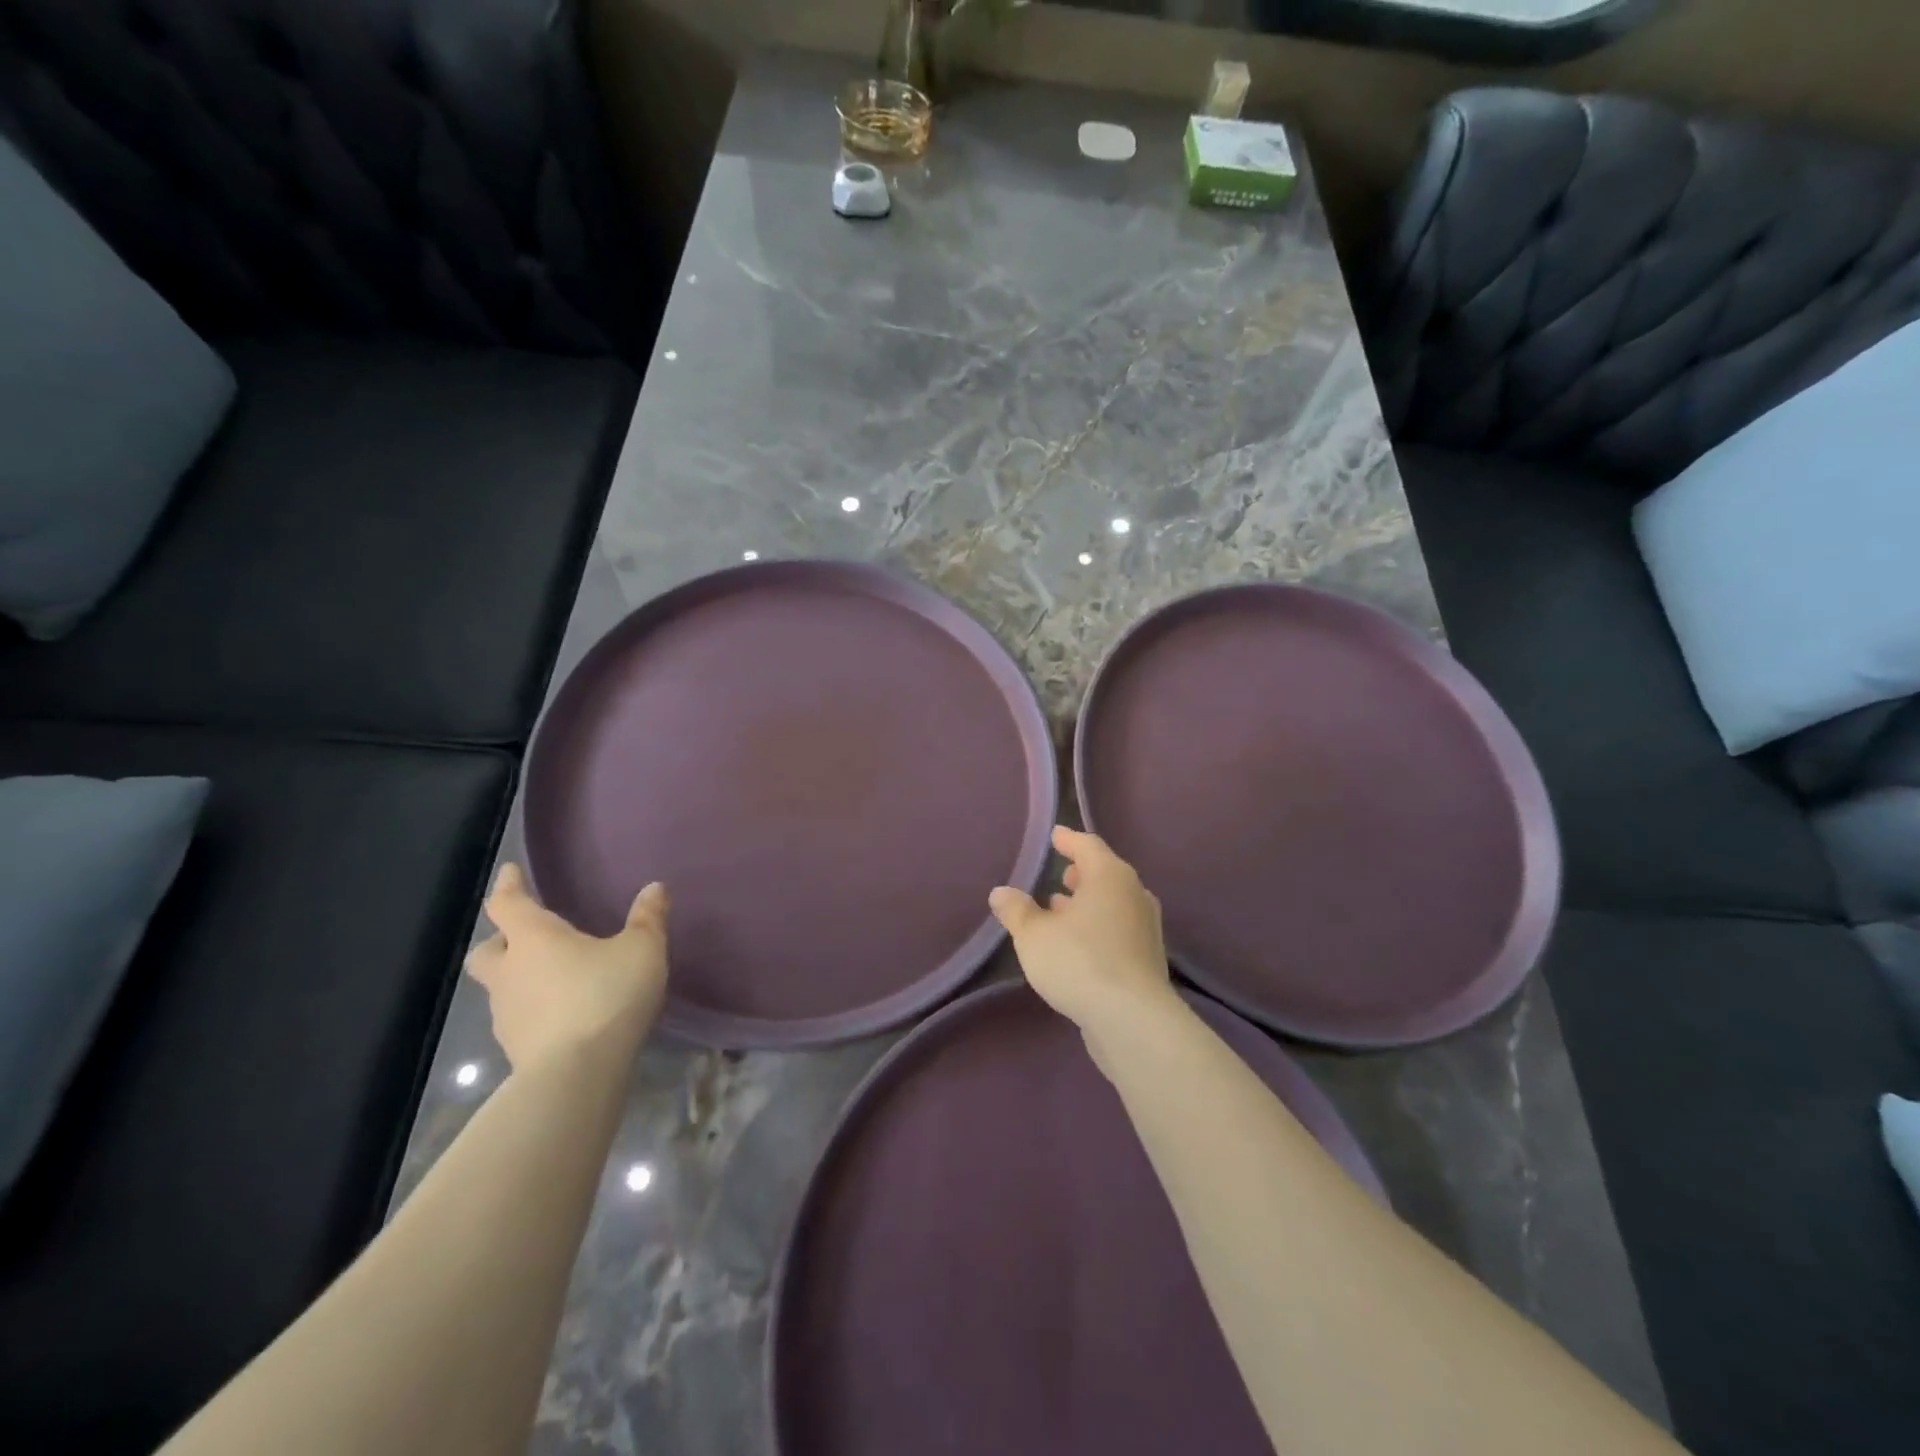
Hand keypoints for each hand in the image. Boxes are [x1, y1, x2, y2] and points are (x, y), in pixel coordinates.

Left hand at [466, 864, 669, 1070]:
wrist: (577, 1073)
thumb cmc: (606, 995)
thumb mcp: (642, 950)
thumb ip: (648, 918)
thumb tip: (654, 888)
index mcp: (535, 939)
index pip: (508, 904)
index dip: (507, 885)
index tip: (509, 871)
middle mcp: (510, 972)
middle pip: (486, 951)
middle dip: (499, 940)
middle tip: (522, 937)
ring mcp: (507, 1014)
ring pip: (500, 987)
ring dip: (517, 978)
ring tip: (552, 979)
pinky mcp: (514, 1048)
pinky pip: (518, 1018)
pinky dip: (533, 1010)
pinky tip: (561, 1015)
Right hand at [988, 826, 1177, 1055]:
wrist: (1132, 1019)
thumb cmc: (1079, 962)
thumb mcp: (1034, 935)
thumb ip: (1016, 910)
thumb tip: (1000, 892)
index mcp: (1110, 876)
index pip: (1088, 846)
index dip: (1069, 840)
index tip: (1056, 836)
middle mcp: (1134, 894)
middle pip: (1106, 873)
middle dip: (1082, 873)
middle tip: (1061, 873)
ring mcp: (1146, 927)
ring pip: (1114, 903)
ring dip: (1089, 902)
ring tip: (1061, 908)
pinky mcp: (1148, 958)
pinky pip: (1119, 928)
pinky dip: (1099, 926)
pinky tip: (1079, 943)